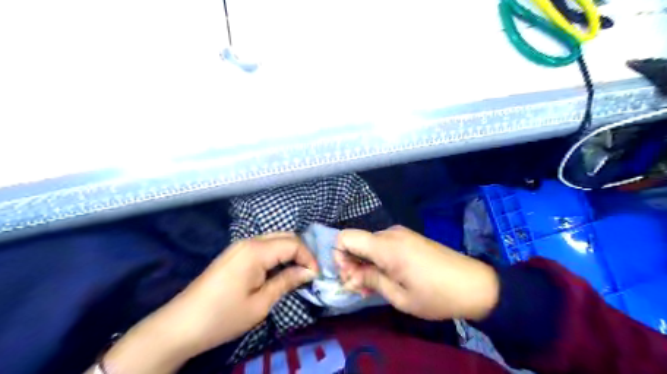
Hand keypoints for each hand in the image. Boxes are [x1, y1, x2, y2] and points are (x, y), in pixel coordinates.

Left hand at [93, 234, 319, 372]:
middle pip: (285, 236)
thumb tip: (309, 272)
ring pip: (274, 239)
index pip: (293, 244)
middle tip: (310, 271)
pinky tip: (279, 269)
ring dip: (289, 251)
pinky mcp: (234, 253)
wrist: (180, 325)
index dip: (309, 258)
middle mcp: (249, 241)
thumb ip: (287, 282)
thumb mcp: (260, 303)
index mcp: (256, 251)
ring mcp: (239, 246)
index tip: (316, 276)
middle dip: (301, 251)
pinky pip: (263, 246)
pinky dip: (277, 254)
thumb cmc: (223, 317)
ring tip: (298, 271)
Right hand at [337, 225, 497, 321]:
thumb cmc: (436, 295)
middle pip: (356, 241)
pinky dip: (378, 259)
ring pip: (369, 244)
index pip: (345, 237)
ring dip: (365, 263)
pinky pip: (383, 245)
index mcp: (386, 246)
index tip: (350, 277)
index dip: (339, 256)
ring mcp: (401, 234)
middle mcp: (390, 233)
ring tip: (375, 287)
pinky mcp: (409, 238)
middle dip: (352, 264)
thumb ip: (370, 281)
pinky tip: (387, 276)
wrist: (475, 285)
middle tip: (362, 289)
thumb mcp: (399, 296)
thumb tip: (350, 276)